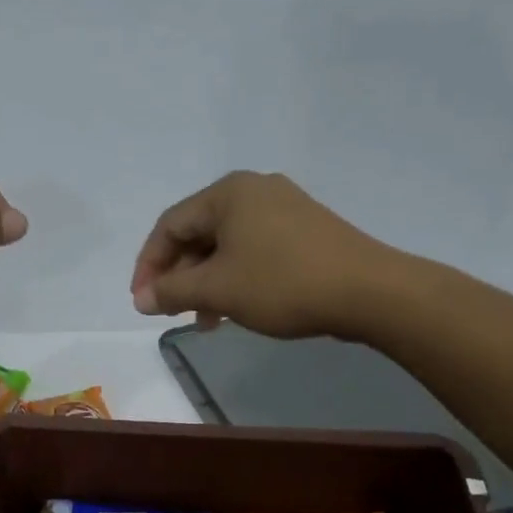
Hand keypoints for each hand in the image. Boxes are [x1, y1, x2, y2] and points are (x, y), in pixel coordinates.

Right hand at [130, 172, 388, 339]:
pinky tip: (236, 308)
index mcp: (227, 193)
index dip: (148, 265)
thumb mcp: (218, 290)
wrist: (371, 291)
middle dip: (179, 276)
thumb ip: (171, 292)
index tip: (142, 302)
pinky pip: (253, 249)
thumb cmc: (282, 283)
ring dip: (206, 282)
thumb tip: (141, 299)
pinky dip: (235, 277)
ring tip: (205, 321)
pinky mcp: (304, 229)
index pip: (170, 225)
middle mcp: (253, 190)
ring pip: (226, 245)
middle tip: (171, 312)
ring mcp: (283, 207)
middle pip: (198, 233)